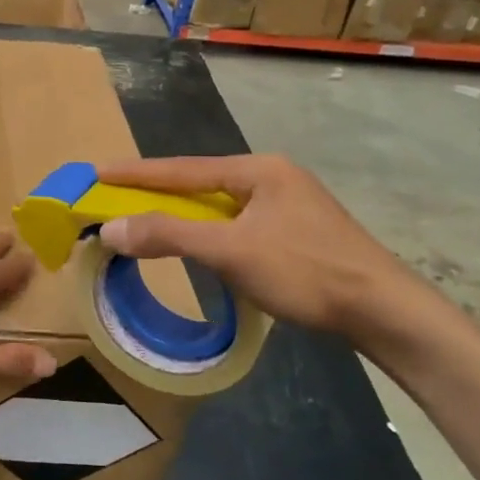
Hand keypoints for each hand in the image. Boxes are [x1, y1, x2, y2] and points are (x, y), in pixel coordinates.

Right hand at [96, 155, 422, 342]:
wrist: (383, 311)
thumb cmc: (305, 271)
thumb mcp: (230, 250)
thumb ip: (168, 235)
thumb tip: (111, 229)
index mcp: (258, 170)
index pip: (182, 169)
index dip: (136, 173)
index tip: (96, 173)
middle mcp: (272, 178)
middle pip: (199, 183)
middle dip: (156, 192)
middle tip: (115, 199)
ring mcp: (287, 205)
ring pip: (218, 205)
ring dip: (181, 214)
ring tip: (145, 221)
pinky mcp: (295, 232)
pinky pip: (235, 223)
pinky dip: (205, 231)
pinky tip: (195, 244)